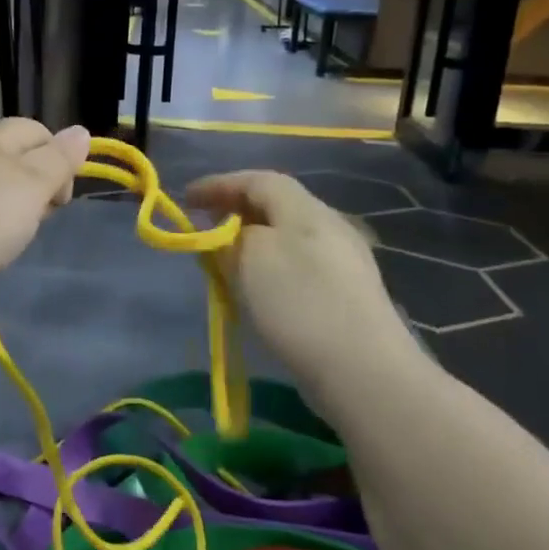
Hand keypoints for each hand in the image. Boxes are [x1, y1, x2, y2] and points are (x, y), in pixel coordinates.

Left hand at [0, 118, 90, 318]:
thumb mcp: (32, 185)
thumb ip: (58, 160)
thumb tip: (80, 131)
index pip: (32, 128)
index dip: (57, 154)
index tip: (63, 195)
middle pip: (11, 160)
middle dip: (36, 186)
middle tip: (41, 218)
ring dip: (10, 212)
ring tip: (15, 240)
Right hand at [186, 171, 422, 388]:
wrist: (363, 369)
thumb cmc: (299, 303)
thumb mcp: (250, 258)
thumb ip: (231, 237)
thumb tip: (227, 234)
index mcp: (306, 210)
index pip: (258, 180)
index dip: (219, 184)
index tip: (186, 198)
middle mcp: (329, 227)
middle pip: (276, 206)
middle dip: (235, 211)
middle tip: (204, 227)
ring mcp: (343, 263)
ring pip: (286, 237)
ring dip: (251, 241)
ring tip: (225, 260)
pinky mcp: (346, 296)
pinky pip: (298, 266)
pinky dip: (269, 267)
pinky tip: (259, 290)